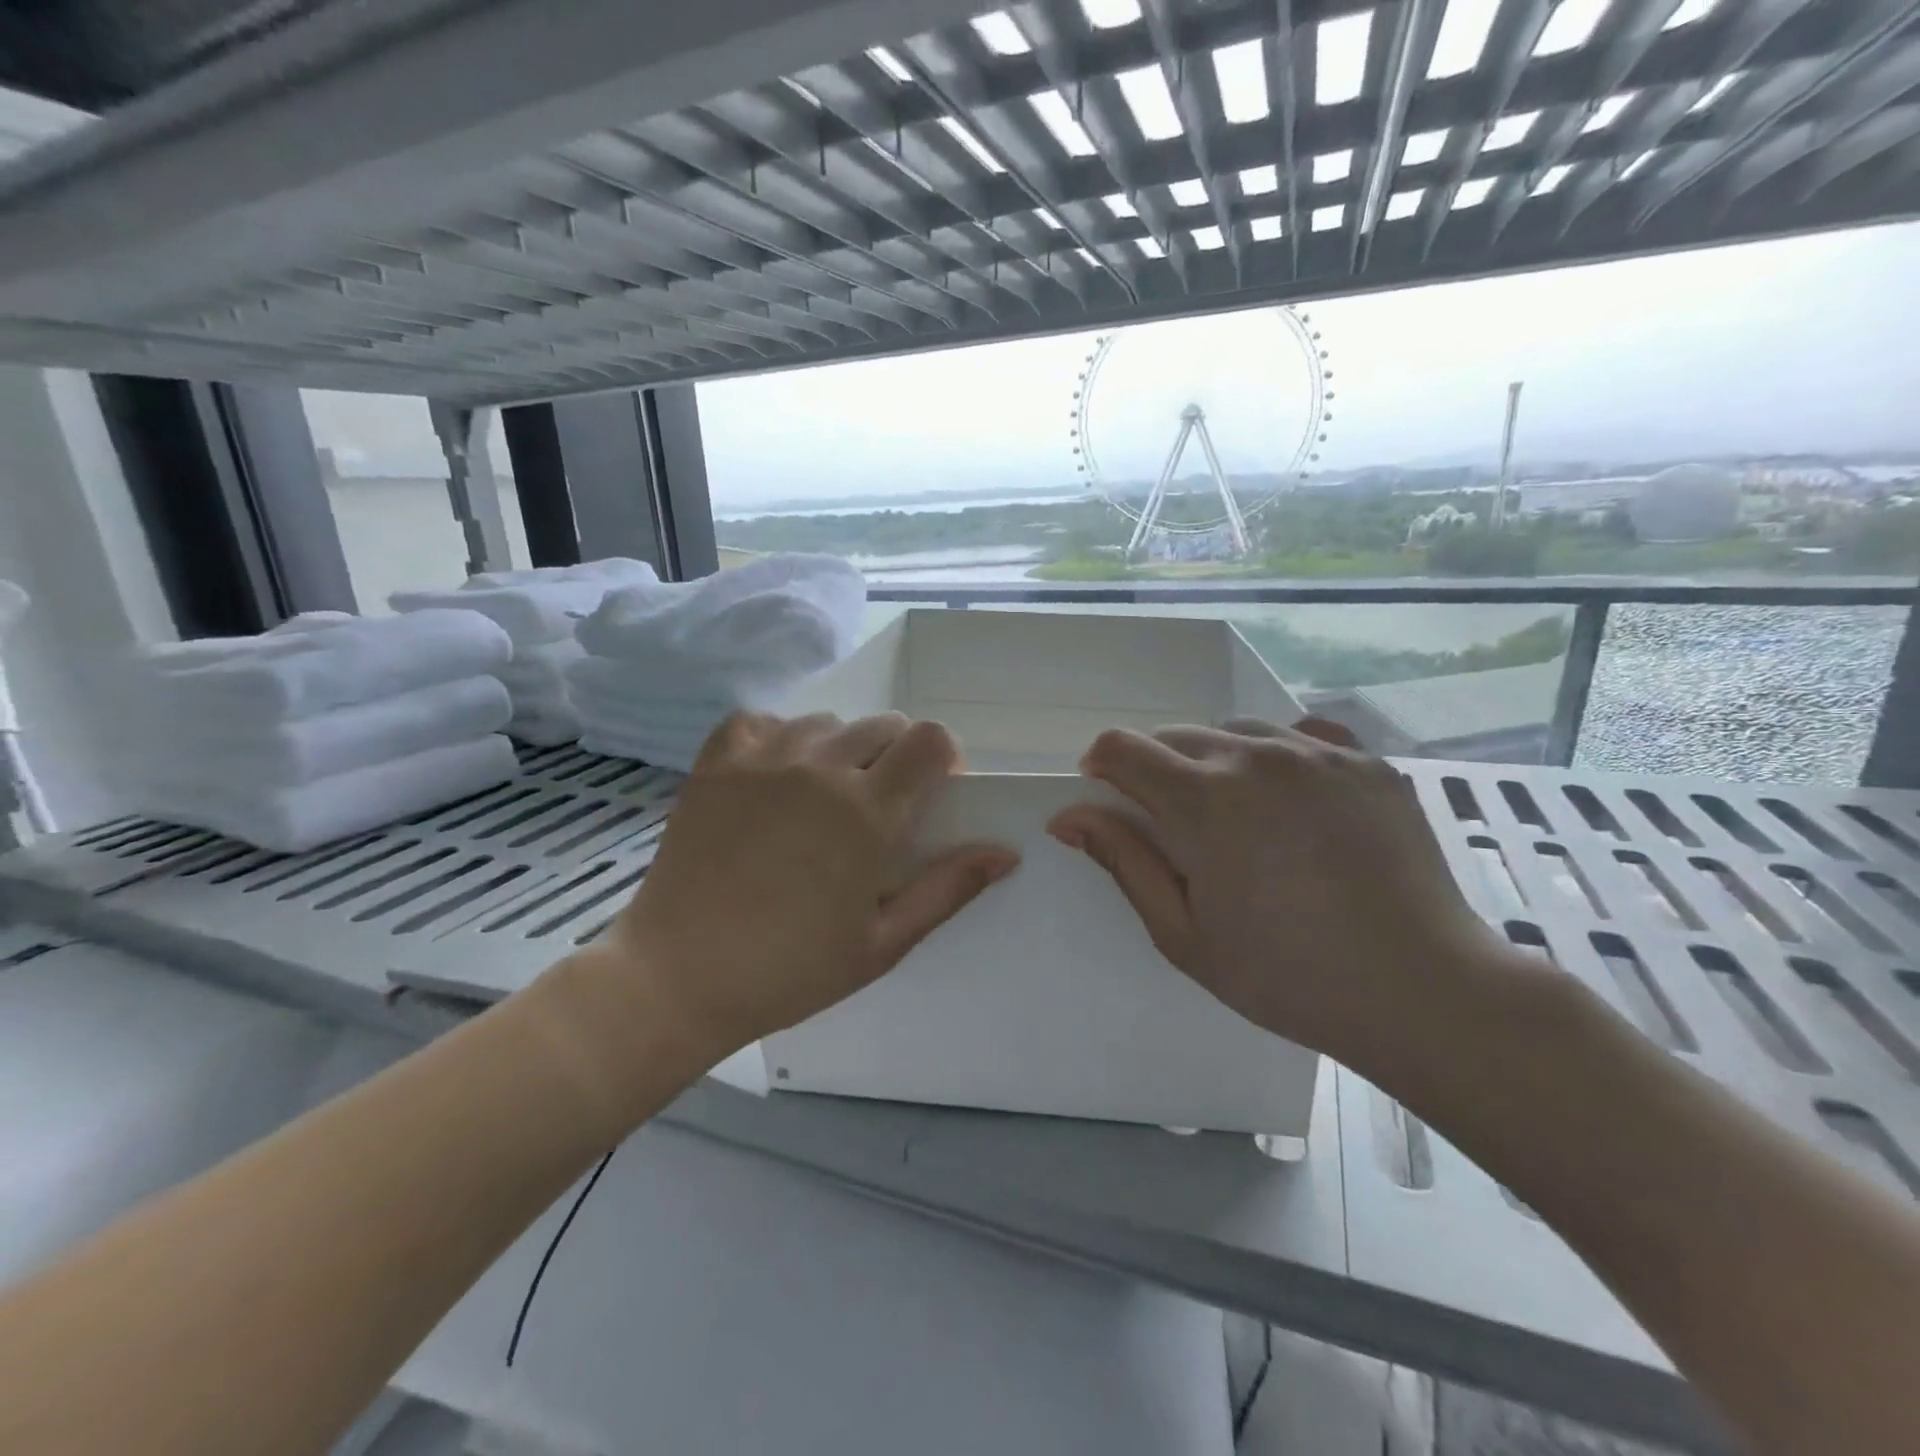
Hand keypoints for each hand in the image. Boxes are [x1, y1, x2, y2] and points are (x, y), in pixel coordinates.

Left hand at [591, 712, 1017, 1060]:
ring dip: (841, 750)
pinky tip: (775, 776)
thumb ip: (948, 889)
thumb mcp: (882, 942)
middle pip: (885, 724)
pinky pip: (762, 721)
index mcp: (867, 811)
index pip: (931, 740)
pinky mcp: (716, 762)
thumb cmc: (789, 970)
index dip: (944, 758)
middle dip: (898, 758)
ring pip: (828, 722)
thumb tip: (1005, 852)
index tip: (935, 792)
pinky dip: (779, 738)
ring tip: (822, 798)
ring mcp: (763, 759)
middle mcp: (820, 768)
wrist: (676, 977)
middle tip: (878, 809)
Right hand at [1047, 717, 1519, 1077]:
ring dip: (1216, 762)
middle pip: (1175, 735)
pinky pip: (1299, 738)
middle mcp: (1255, 756)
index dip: (1101, 767)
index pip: (1121, 748)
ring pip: (1236, 732)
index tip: (1109, 800)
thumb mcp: (1183, 933)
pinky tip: (1293, 807)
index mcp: (1202, 800)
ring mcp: (1317, 754)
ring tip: (1240, 819)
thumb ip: (1123, 862)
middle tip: (1177, 828)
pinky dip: (1276, 761)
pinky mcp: (1365, 762)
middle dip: (1156, 768)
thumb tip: (1068, 815)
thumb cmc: (1286, 975)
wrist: (1424, 991)